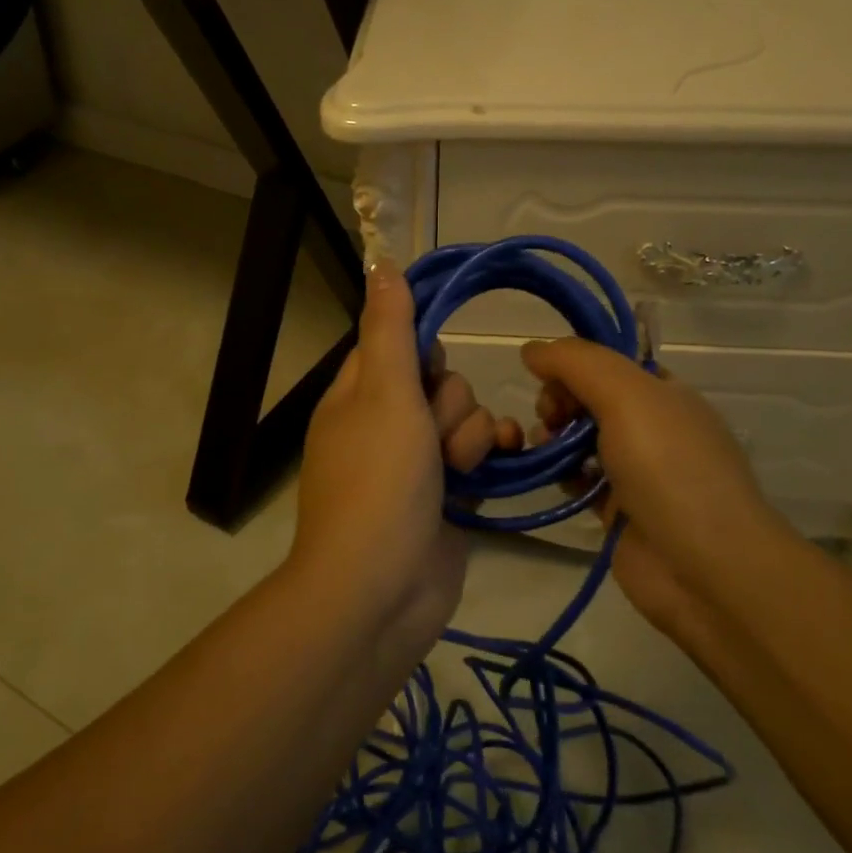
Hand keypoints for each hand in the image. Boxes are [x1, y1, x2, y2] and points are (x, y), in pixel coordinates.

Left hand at [292, 261, 519, 650]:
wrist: (382, 589)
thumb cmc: (379, 480)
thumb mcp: (384, 393)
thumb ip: (390, 329)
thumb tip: (381, 264)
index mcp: (357, 394)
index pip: (396, 343)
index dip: (422, 352)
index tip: (430, 370)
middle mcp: (384, 422)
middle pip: (439, 380)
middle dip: (449, 403)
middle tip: (432, 434)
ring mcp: (415, 462)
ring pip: (463, 417)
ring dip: (469, 435)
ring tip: (454, 468)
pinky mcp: (446, 495)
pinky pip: (476, 455)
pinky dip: (487, 456)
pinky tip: (494, 465)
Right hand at [521, 338, 784, 640]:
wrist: (706, 568)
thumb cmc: (669, 469)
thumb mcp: (627, 396)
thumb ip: (577, 363)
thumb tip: (532, 350)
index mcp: (665, 393)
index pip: (609, 363)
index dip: (573, 365)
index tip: (546, 379)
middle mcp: (653, 427)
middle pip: (591, 398)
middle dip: (560, 400)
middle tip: (549, 419)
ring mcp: (637, 472)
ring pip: (582, 440)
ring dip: (554, 438)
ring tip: (543, 450)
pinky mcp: (619, 511)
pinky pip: (581, 481)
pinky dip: (563, 475)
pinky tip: (554, 479)